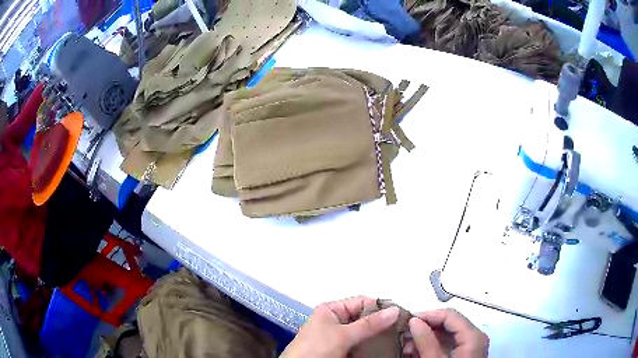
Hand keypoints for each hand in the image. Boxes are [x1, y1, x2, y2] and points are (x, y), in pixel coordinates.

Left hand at [280, 296, 399, 357]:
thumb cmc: (317, 348)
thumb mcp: (343, 335)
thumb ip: (369, 324)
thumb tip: (395, 310)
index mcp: (332, 310)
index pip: (362, 302)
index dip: (381, 306)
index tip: (402, 313)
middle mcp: (336, 320)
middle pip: (364, 317)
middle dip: (382, 322)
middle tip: (403, 326)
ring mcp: (339, 336)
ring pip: (364, 332)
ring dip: (379, 334)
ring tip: (399, 336)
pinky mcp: (342, 349)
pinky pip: (361, 343)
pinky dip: (372, 345)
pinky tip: (386, 346)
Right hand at [405, 309, 488, 357]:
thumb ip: (426, 341)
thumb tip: (415, 321)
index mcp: (473, 336)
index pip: (450, 315)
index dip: (428, 315)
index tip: (408, 320)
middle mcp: (475, 337)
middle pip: (449, 323)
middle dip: (425, 328)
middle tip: (405, 335)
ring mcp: (471, 346)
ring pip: (447, 334)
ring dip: (426, 338)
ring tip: (408, 346)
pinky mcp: (465, 354)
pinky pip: (448, 344)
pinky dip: (432, 346)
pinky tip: (417, 353)